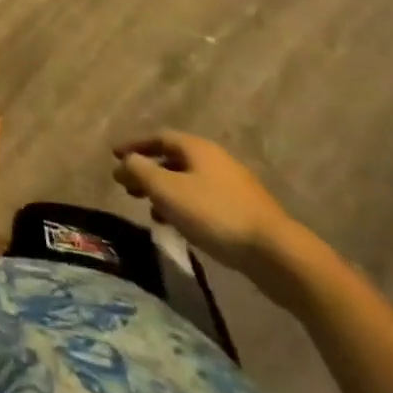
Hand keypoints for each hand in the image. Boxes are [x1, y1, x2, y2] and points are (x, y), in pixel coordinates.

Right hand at [113, 130, 306, 298]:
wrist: (278, 254)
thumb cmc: (215, 214)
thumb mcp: (167, 190)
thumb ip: (140, 171)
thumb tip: (125, 162)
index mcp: (196, 147)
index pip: (157, 137)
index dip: (134, 145)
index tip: (114, 156)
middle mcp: (215, 159)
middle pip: (173, 158)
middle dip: (148, 171)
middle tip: (128, 187)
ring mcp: (233, 185)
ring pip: (189, 181)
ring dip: (166, 192)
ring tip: (151, 211)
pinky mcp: (245, 212)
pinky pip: (204, 200)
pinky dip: (185, 206)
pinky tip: (181, 226)